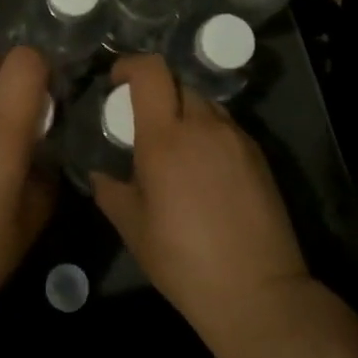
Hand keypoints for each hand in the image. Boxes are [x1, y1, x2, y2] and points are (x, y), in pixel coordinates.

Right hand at [91, 55, 310, 347]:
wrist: (258, 292)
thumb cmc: (184, 261)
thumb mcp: (134, 228)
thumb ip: (110, 191)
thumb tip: (100, 174)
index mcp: (165, 137)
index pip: (151, 71)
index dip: (130, 65)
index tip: (116, 82)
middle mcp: (203, 125)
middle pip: (177, 83)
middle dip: (156, 93)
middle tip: (144, 125)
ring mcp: (235, 137)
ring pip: (204, 103)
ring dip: (184, 112)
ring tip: (176, 149)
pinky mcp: (258, 154)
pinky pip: (225, 126)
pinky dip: (208, 133)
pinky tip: (204, 170)